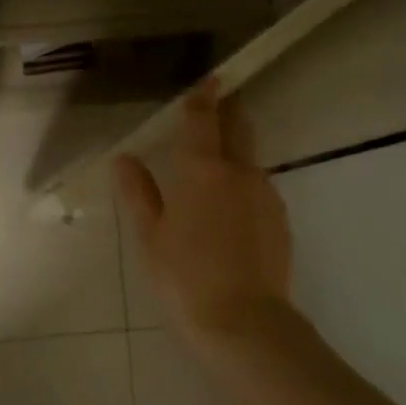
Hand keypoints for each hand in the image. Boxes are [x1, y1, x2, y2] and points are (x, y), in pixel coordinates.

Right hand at [115, 79, 292, 340]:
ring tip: (217, 164)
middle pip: (239, 128)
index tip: (207, 80)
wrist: (245, 324)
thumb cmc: (185, 277)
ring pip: (251, 159)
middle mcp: (240, 172)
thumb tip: (124, 159)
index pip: (203, 119)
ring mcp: (266, 195)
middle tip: (217, 104)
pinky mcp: (281, 220)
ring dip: (236, 151)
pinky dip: (245, 184)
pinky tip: (231, 209)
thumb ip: (139, 192)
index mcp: (203, 170)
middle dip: (229, 111)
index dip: (203, 96)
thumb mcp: (151, 236)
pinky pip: (260, 188)